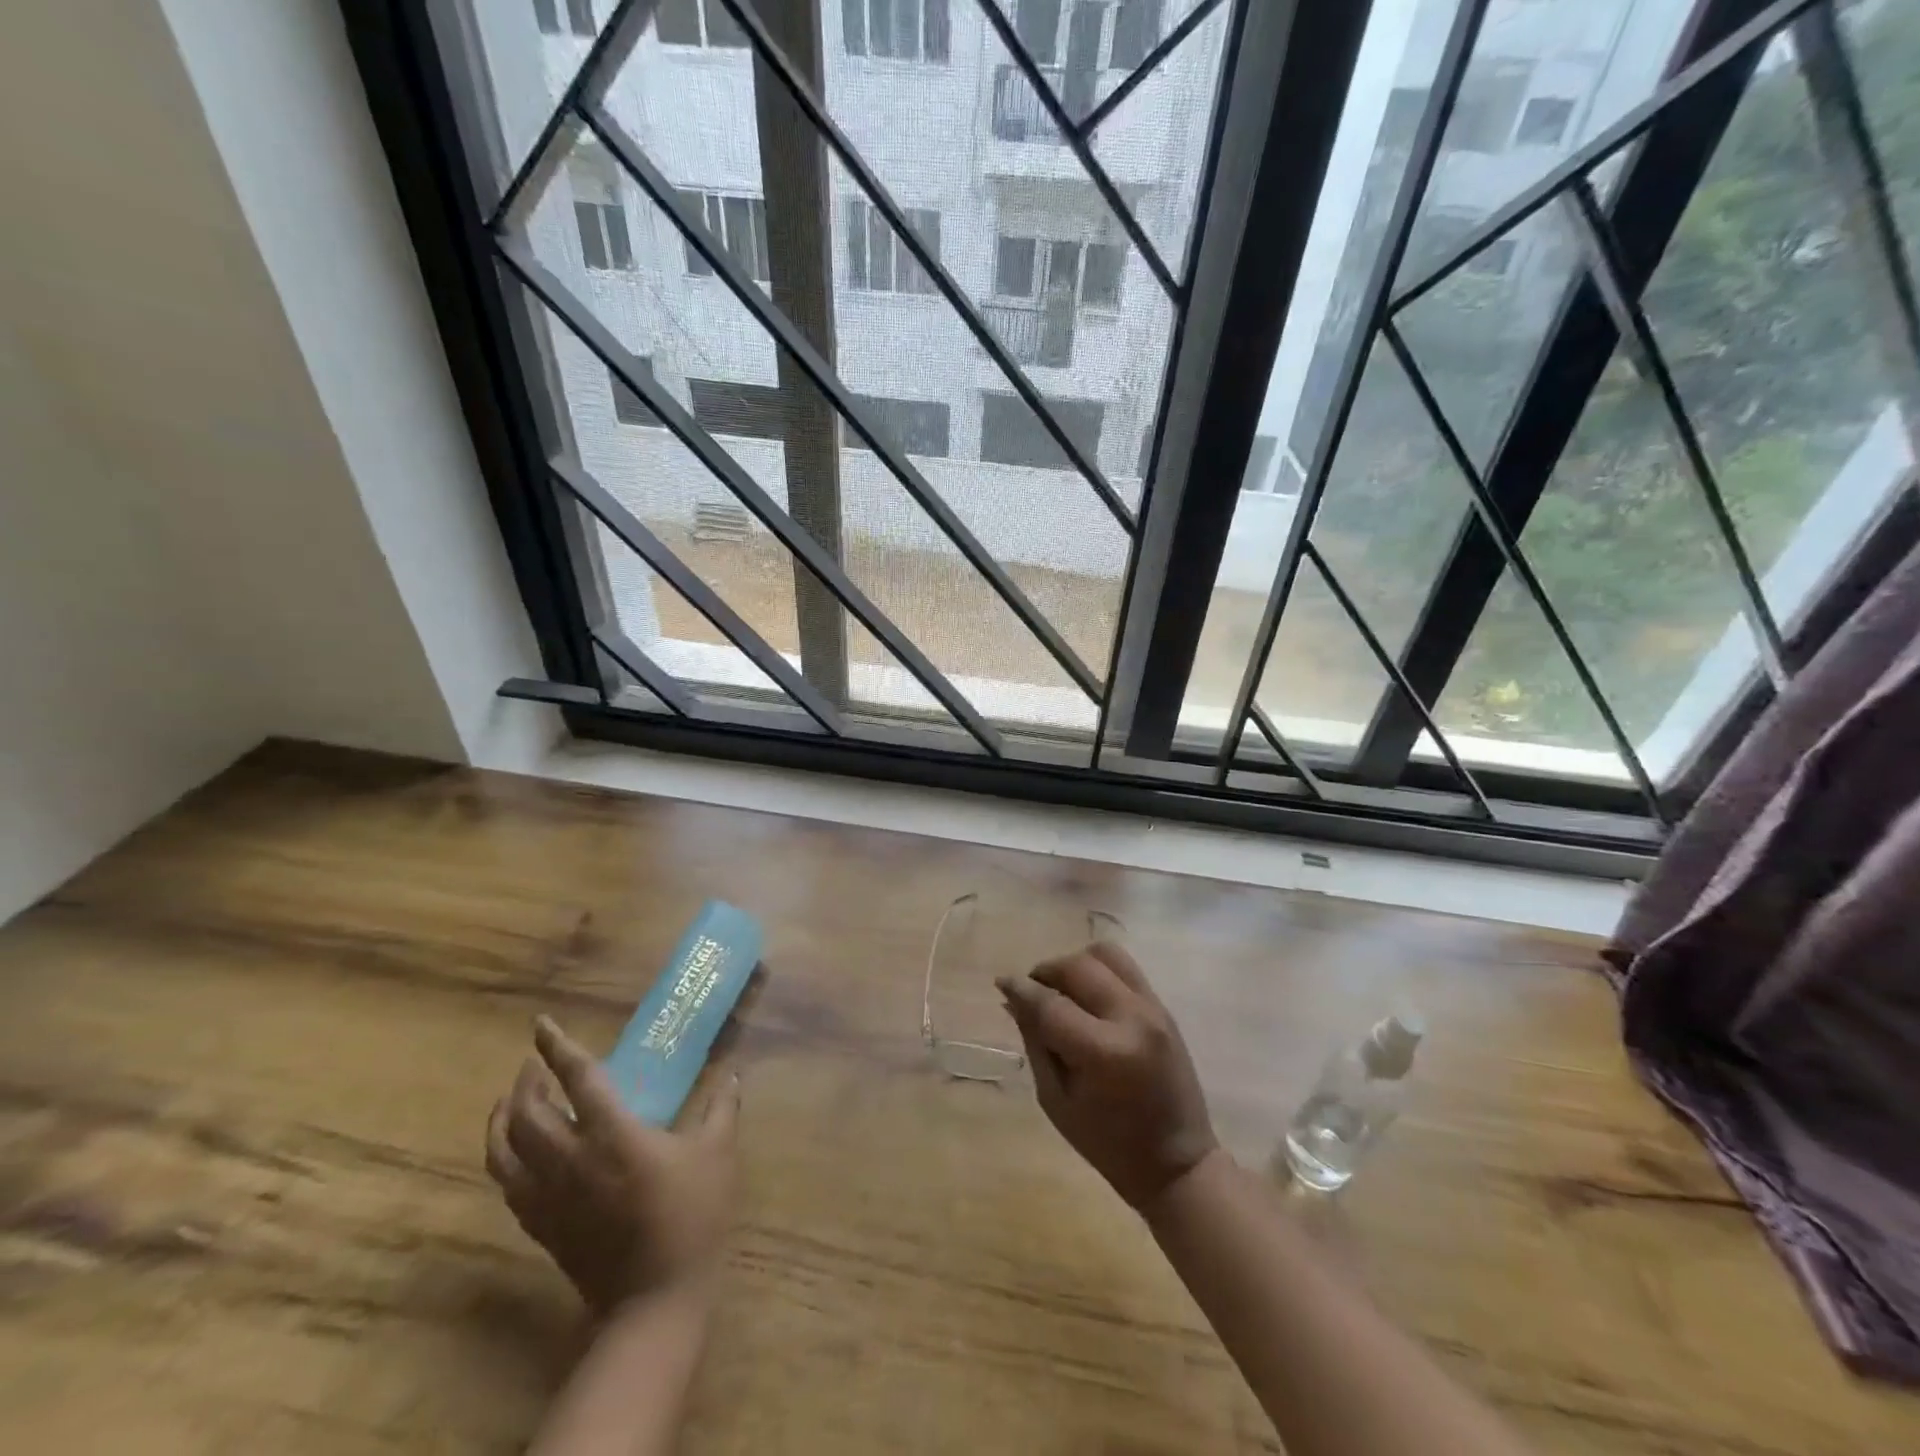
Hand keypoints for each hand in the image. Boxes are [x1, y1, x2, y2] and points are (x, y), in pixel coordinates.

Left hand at [486, 1015, 739, 1314]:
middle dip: (526, 1081)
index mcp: (614, 1134)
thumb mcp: (717, 1154)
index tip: (541, 1024)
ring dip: (503, 1117)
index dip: (557, 1048)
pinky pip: (507, 1182)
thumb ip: (722, 1108)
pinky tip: (518, 1150)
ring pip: (503, 1149)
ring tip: (513, 1100)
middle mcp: (570, 1159)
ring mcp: (549, 1196)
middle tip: (535, 1064)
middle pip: (527, 1112)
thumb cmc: (691, 1217)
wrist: (654, 1299)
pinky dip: (503, 1155)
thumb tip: (732, 1074)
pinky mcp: (541, 1225)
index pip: (578, 1079)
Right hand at [997, 941, 1217, 1212]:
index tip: (1001, 982)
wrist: (1178, 1162)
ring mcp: (1153, 1008)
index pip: (1050, 1004)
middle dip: (1045, 972)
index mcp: (1103, 1053)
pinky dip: (1099, 970)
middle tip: (1031, 992)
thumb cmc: (1108, 1144)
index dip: (1020, 989)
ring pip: (1104, 954)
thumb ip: (1036, 1042)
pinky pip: (1125, 967)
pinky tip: (1087, 994)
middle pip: (1077, 967)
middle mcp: (1131, 1019)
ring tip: (1062, 989)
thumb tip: (1014, 999)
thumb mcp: (1056, 1100)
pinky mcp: (1163, 1007)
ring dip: (1075, 964)